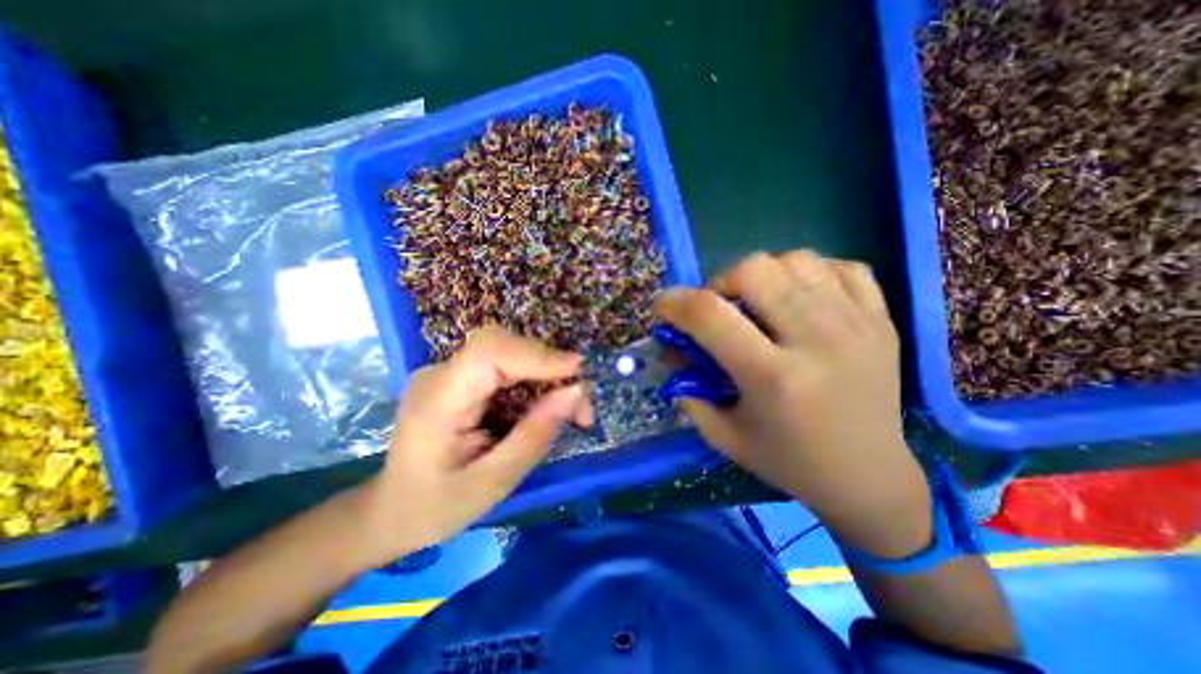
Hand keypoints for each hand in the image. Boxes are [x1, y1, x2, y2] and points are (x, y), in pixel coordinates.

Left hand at [347, 325, 588, 566]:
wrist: (390, 511)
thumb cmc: (434, 508)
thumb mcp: (492, 484)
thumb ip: (534, 436)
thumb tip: (575, 391)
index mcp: (437, 400)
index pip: (489, 351)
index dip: (537, 354)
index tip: (577, 372)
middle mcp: (441, 374)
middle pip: (505, 347)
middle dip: (550, 369)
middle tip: (581, 409)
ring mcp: (449, 372)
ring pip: (511, 354)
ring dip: (548, 377)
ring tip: (572, 413)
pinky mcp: (461, 378)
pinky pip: (506, 368)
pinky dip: (535, 383)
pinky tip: (547, 408)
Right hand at [657, 250, 925, 554]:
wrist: (870, 478)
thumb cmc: (788, 461)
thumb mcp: (724, 435)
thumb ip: (689, 390)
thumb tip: (671, 350)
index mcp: (773, 378)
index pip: (711, 315)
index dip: (676, 302)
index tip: (663, 307)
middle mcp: (817, 341)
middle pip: (754, 270)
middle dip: (720, 283)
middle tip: (718, 308)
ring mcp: (857, 324)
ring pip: (796, 259)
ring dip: (762, 275)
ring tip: (759, 303)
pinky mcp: (882, 319)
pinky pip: (840, 266)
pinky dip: (809, 273)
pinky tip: (800, 298)